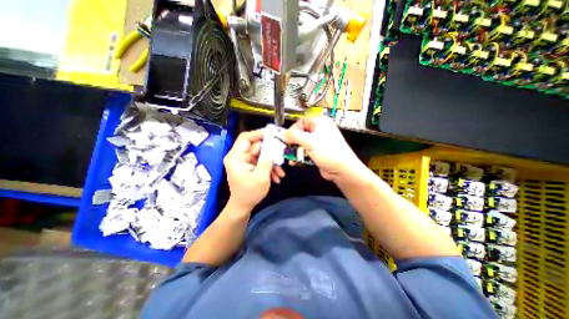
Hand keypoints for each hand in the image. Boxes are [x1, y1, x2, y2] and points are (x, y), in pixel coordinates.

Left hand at [222, 128, 283, 209]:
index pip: (245, 138)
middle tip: (282, 155)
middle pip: (257, 146)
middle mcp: (239, 156)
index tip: (273, 133)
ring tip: (281, 173)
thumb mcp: (261, 177)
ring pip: (262, 155)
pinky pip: (262, 162)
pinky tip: (277, 177)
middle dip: (271, 152)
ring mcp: (245, 161)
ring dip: (272, 163)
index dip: (258, 133)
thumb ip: (267, 161)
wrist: (243, 206)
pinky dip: (269, 168)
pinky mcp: (250, 166)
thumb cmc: (249, 193)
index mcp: (236, 157)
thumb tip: (274, 150)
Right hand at [284, 115, 363, 180]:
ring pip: (301, 144)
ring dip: (295, 151)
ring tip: (290, 158)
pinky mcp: (317, 152)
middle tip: (286, 150)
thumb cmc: (327, 152)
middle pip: (300, 134)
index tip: (286, 139)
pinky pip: (305, 151)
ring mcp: (318, 142)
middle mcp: (318, 130)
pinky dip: (300, 156)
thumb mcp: (310, 142)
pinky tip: (295, 162)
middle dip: (293, 143)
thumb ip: (294, 136)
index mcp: (319, 122)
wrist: (342, 169)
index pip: (301, 122)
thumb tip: (282, 133)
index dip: (292, 130)